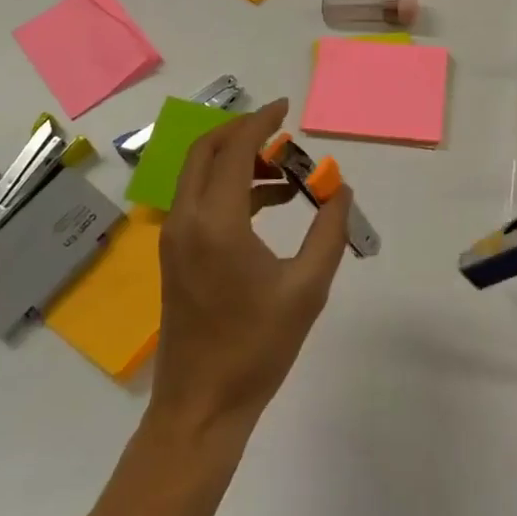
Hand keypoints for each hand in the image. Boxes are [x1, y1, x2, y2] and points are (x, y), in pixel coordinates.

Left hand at [150, 99, 351, 439]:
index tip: (287, 107)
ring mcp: (175, 238)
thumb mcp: (307, 287)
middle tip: (281, 131)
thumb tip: (341, 191)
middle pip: (206, 151)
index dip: (261, 122)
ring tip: (287, 173)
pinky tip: (269, 204)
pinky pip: (201, 200)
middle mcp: (186, 220)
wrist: (200, 408)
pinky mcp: (175, 254)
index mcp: (215, 222)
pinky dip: (231, 188)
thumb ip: (329, 231)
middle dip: (243, 132)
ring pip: (201, 175)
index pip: (234, 149)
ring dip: (238, 161)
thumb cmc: (256, 348)